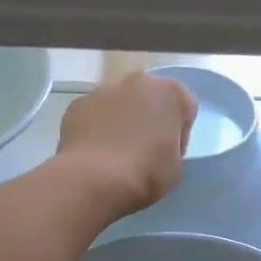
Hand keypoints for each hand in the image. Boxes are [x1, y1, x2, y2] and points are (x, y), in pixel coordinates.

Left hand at [56, 71, 197, 215]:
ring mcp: (102, 90)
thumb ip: (171, 146)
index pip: (184, 107)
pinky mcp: (76, 105)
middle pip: (148, 98)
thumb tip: (158, 145)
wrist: (94, 180)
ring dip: (120, 121)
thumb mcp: (176, 166)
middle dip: (147, 118)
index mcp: (169, 92)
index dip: (179, 133)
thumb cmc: (146, 173)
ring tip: (114, 154)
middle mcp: (136, 81)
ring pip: (118, 104)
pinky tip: (94, 154)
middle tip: (143, 151)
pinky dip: (95, 129)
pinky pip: (93, 115)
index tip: (170, 153)